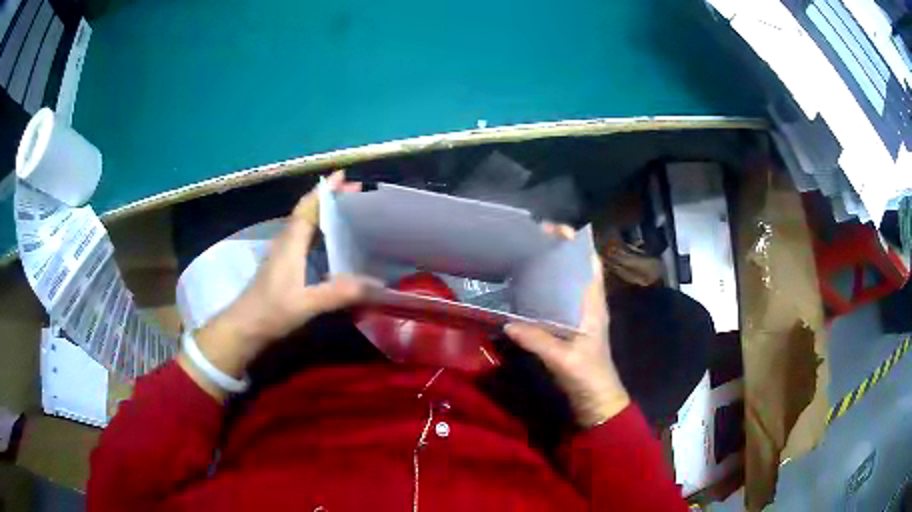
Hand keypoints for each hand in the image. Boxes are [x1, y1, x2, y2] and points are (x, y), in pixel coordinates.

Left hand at [179, 171, 375, 398]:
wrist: (245, 327)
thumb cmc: (271, 310)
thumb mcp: (306, 303)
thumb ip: (339, 293)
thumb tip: (377, 285)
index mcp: (291, 243)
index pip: (308, 208)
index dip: (325, 190)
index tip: (343, 175)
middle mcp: (287, 243)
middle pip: (308, 212)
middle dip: (330, 199)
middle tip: (356, 193)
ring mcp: (284, 255)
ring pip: (306, 225)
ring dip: (325, 214)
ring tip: (350, 214)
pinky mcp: (285, 267)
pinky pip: (305, 240)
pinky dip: (320, 233)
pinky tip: (334, 245)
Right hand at [505, 246, 629, 427]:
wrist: (596, 399)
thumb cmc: (588, 376)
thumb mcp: (564, 359)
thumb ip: (538, 341)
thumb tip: (508, 323)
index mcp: (593, 304)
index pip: (590, 262)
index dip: (575, 241)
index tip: (551, 228)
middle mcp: (587, 303)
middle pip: (576, 266)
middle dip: (558, 249)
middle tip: (529, 241)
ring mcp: (578, 314)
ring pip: (566, 281)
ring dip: (550, 267)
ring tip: (523, 257)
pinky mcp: (569, 326)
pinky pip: (556, 299)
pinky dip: (543, 289)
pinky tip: (523, 290)